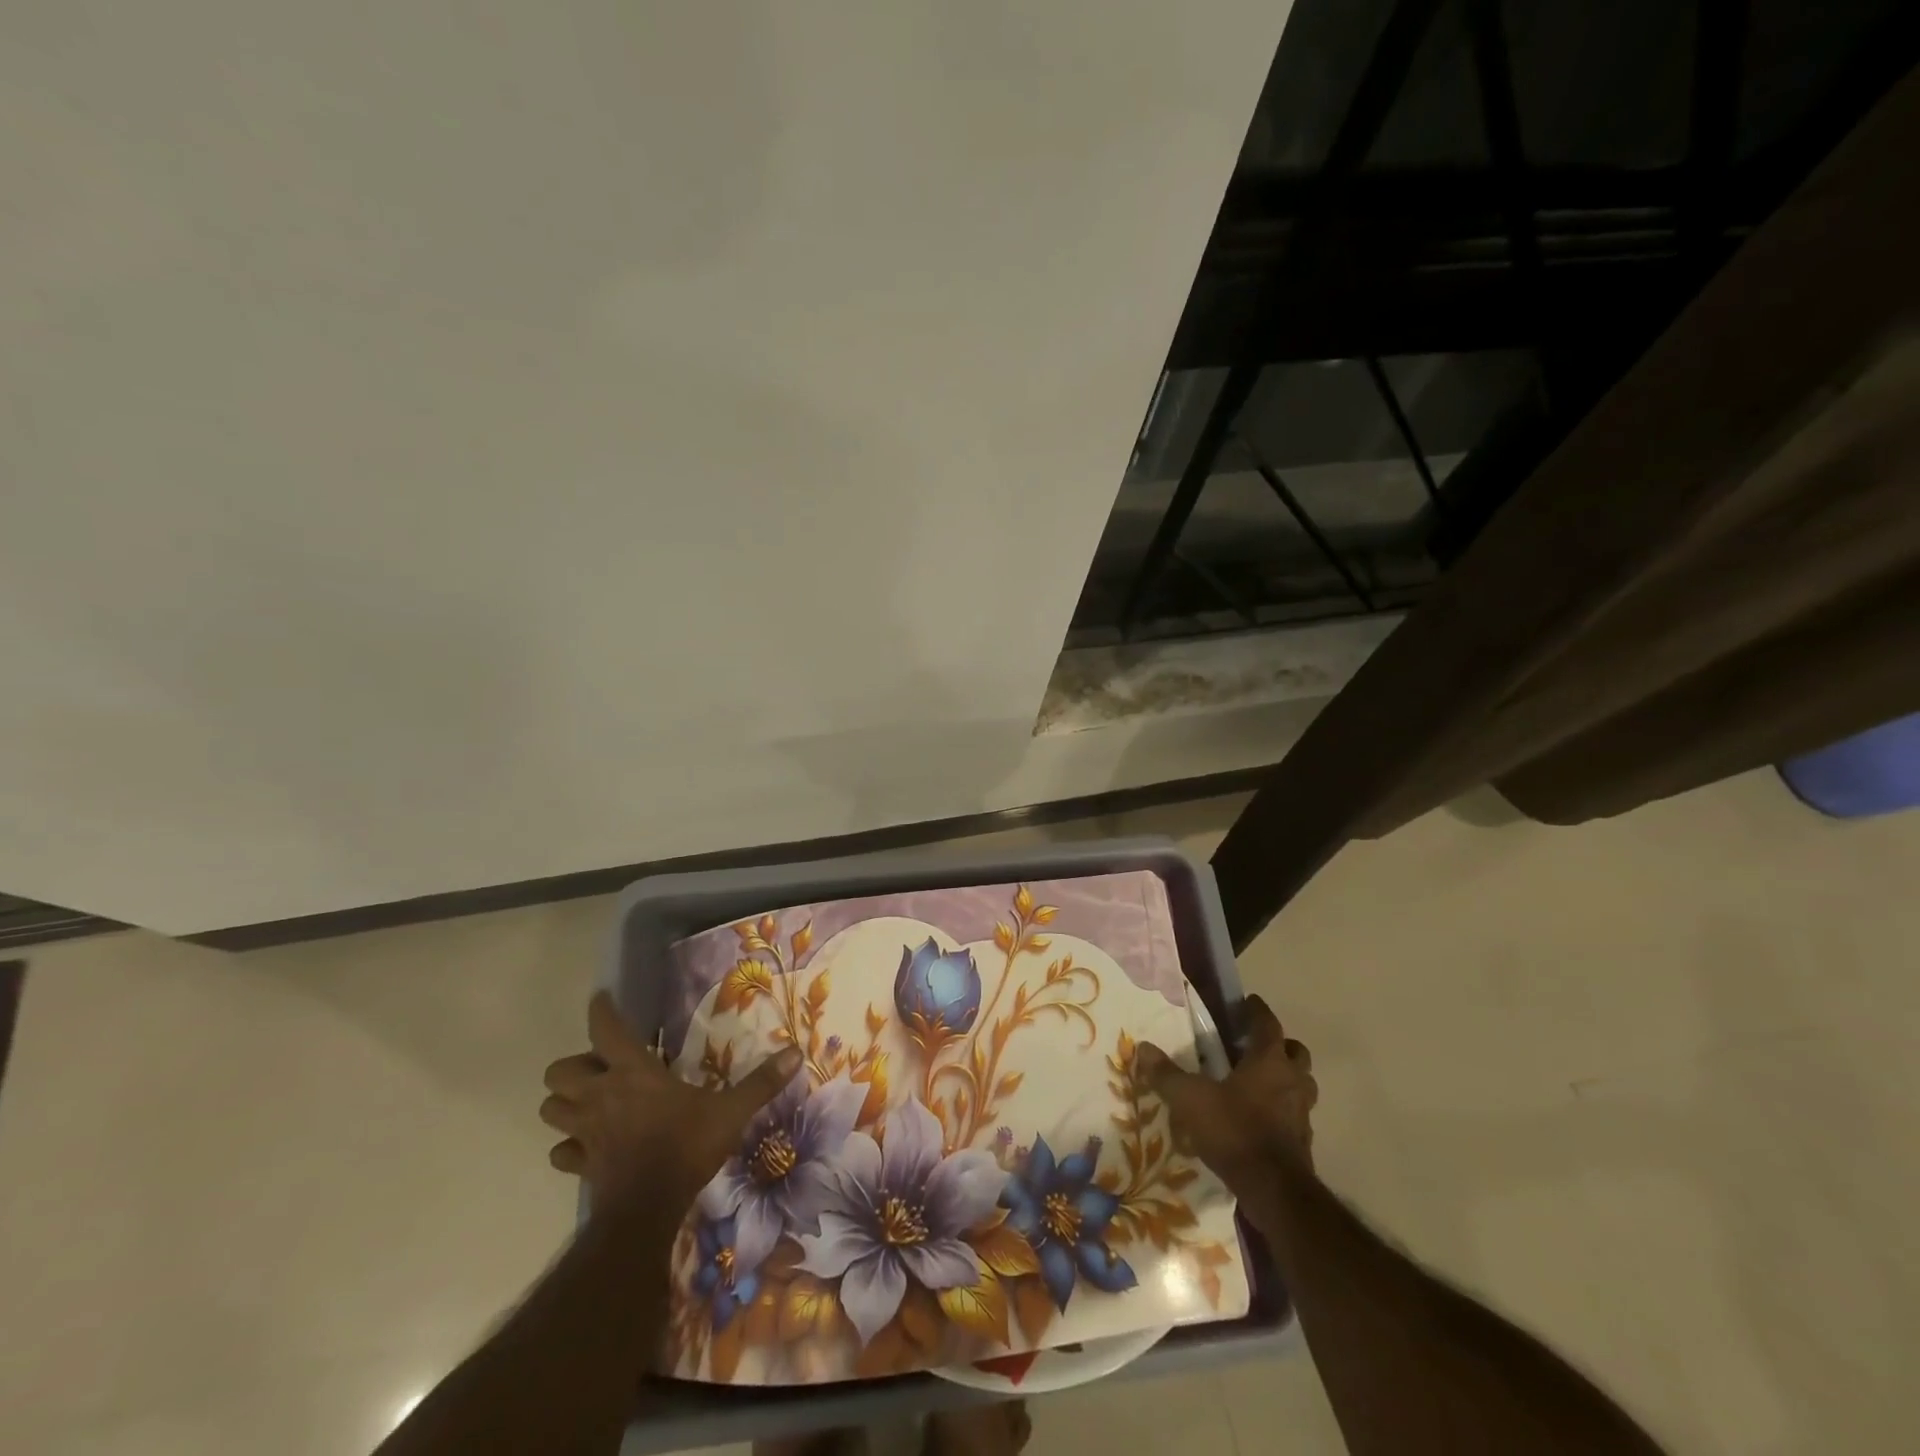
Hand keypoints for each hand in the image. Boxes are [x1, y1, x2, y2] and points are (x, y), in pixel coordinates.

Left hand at [541, 991, 801, 1216]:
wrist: (648, 1211)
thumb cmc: (686, 1148)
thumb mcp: (730, 1111)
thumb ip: (760, 1082)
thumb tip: (796, 1053)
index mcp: (634, 1072)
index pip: (605, 1029)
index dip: (600, 1010)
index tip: (600, 998)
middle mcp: (602, 1095)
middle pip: (560, 1071)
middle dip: (574, 1067)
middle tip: (602, 1069)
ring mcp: (586, 1132)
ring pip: (551, 1109)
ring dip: (565, 1103)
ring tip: (590, 1102)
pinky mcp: (580, 1165)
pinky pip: (561, 1151)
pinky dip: (568, 1146)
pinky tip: (586, 1146)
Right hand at [1136, 994, 1316, 1187]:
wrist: (1274, 1191)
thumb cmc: (1234, 1131)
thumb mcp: (1190, 1099)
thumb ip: (1167, 1074)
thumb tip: (1143, 1048)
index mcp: (1269, 1061)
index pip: (1268, 1024)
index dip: (1257, 1011)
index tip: (1247, 1003)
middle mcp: (1292, 1080)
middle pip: (1295, 1052)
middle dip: (1279, 1045)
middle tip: (1253, 1046)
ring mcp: (1303, 1113)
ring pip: (1301, 1083)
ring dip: (1285, 1078)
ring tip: (1257, 1082)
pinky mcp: (1304, 1141)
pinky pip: (1296, 1113)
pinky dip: (1283, 1109)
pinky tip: (1260, 1118)